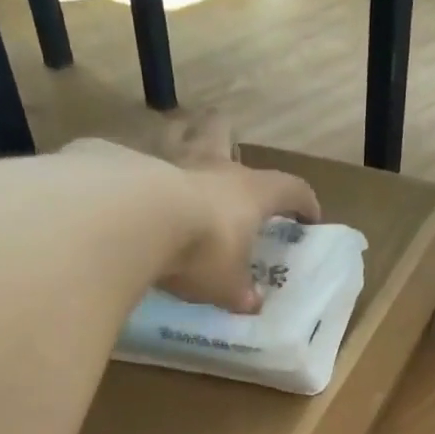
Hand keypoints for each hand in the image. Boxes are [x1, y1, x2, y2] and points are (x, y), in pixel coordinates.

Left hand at [60, 133, 318, 312]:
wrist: (136, 222)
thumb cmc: (201, 251)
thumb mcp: (227, 285)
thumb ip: (240, 293)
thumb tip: (251, 304)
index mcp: (249, 192)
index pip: (290, 188)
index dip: (302, 202)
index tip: (308, 217)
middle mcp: (212, 165)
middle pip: (224, 129)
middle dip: (227, 138)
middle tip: (226, 160)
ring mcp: (168, 158)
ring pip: (179, 130)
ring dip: (181, 139)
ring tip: (176, 161)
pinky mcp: (126, 162)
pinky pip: (136, 155)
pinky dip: (137, 167)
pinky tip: (132, 187)